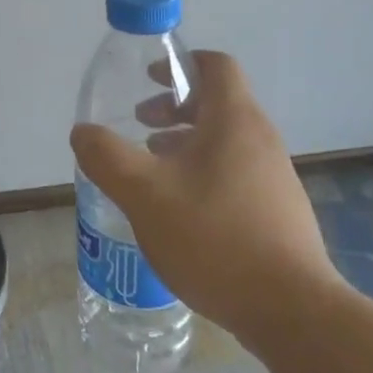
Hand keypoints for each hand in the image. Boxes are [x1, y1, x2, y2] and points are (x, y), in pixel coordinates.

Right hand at [69, 51, 339, 333]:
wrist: (289, 309)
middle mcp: (260, 139)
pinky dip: (202, 171)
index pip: (215, 65)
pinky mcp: (277, 210)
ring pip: (225, 140)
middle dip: (174, 107)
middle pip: (218, 102)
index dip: (180, 63)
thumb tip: (83, 132)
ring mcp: (274, 176)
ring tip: (152, 169)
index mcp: (234, 120)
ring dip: (185, 142)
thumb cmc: (213, 237)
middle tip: (140, 126)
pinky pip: (234, 171)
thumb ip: (106, 157)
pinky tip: (179, 209)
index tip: (147, 79)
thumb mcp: (144, 193)